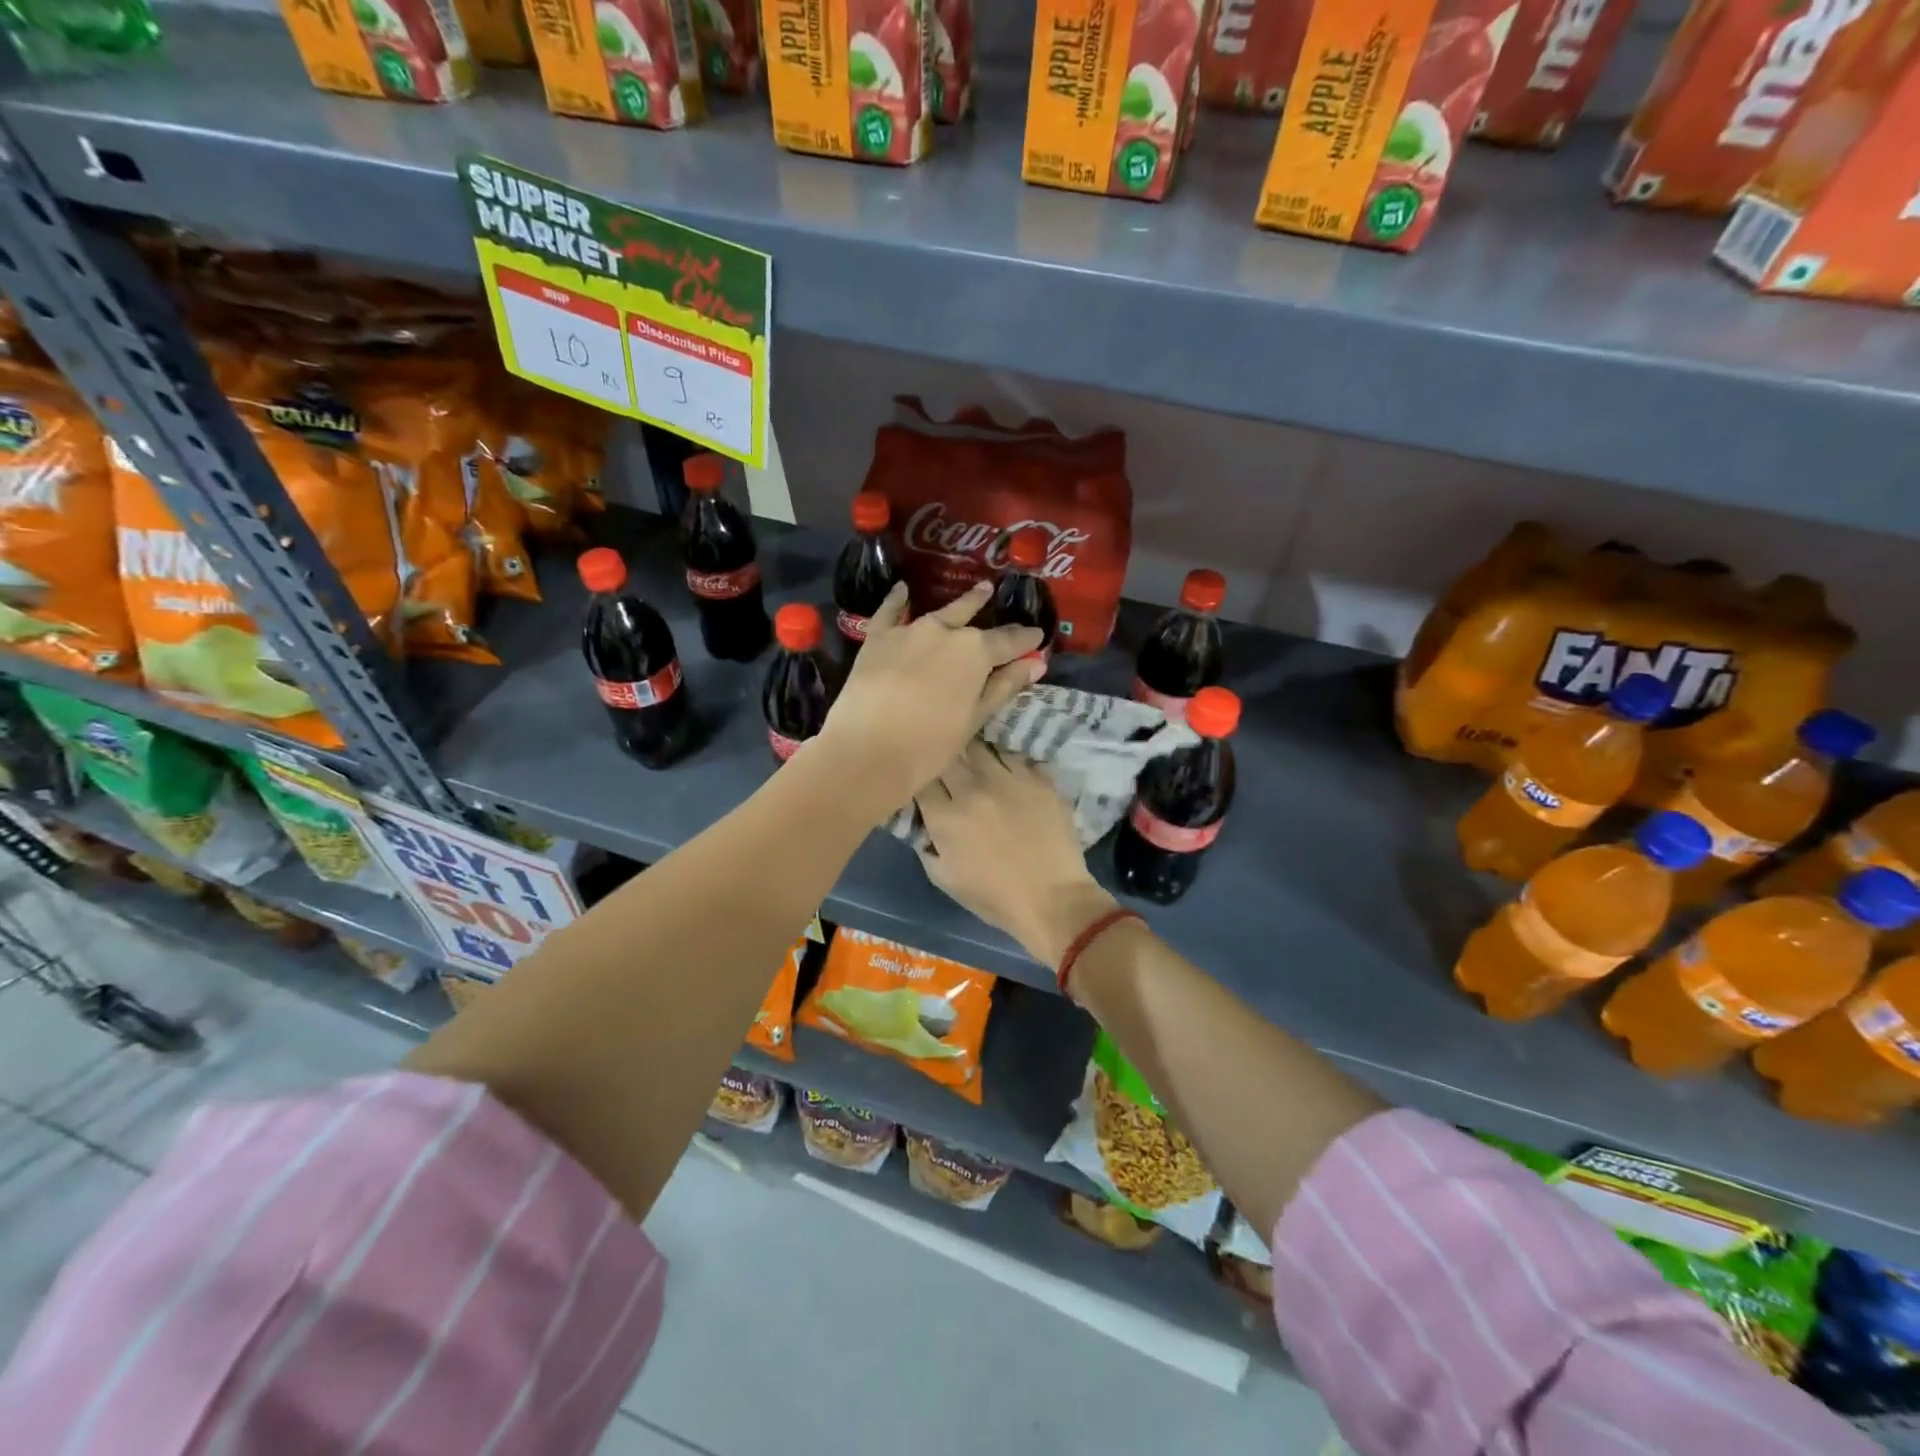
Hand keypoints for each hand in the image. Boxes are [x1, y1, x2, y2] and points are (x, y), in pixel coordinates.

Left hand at [814, 581, 1041, 818]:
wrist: (867, 752)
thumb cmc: (930, 744)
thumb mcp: (974, 719)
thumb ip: (1004, 686)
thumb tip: (1036, 663)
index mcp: (975, 652)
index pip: (1008, 641)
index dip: (1025, 639)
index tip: (1037, 634)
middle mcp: (944, 631)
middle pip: (971, 618)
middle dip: (986, 607)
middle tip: (995, 594)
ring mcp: (908, 631)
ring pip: (938, 613)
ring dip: (957, 604)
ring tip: (973, 593)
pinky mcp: (877, 639)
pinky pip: (890, 612)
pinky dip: (897, 599)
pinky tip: (902, 589)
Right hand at [915, 742, 1119, 972]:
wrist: (1053, 899)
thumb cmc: (995, 897)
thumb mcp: (944, 879)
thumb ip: (926, 845)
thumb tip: (922, 822)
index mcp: (946, 817)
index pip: (921, 780)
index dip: (920, 780)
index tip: (925, 785)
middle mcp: (973, 790)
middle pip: (948, 755)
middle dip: (944, 760)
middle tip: (950, 771)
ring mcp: (1009, 780)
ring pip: (981, 748)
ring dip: (973, 755)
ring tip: (976, 763)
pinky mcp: (1038, 779)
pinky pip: (1014, 756)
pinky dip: (1005, 760)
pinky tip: (1006, 770)